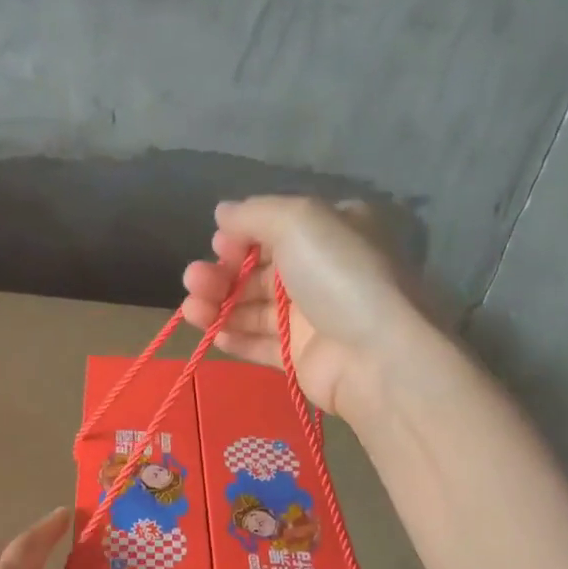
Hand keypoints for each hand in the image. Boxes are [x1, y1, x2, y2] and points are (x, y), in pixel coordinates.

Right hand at [180, 197, 429, 419]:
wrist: (375, 355)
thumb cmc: (339, 275)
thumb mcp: (299, 220)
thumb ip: (254, 213)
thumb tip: (221, 211)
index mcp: (331, 233)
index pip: (276, 229)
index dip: (241, 236)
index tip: (218, 245)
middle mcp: (321, 272)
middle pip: (258, 270)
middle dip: (221, 273)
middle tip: (193, 280)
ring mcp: (311, 317)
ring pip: (253, 308)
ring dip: (218, 305)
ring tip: (192, 310)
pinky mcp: (300, 357)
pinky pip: (260, 344)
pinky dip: (235, 339)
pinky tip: (213, 335)